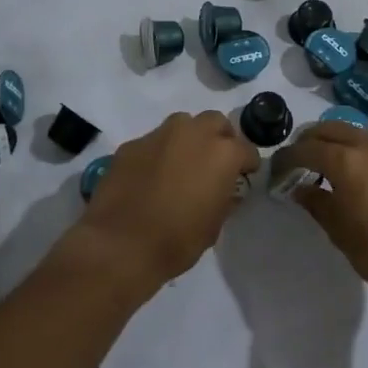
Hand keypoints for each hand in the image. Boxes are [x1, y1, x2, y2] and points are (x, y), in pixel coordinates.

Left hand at [75, 112, 257, 294]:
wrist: (120, 245)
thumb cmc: (177, 241)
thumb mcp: (214, 226)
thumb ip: (224, 198)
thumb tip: (225, 189)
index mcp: (222, 153)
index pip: (246, 150)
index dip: (247, 164)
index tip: (243, 177)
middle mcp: (193, 133)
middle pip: (216, 122)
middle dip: (219, 138)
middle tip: (214, 163)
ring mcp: (159, 135)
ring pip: (182, 124)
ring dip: (188, 139)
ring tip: (182, 164)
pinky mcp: (132, 144)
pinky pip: (153, 141)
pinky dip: (158, 152)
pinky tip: (151, 175)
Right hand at [271, 123, 367, 307]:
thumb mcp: (339, 232)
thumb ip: (316, 203)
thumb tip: (301, 189)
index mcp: (346, 161)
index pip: (306, 148)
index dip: (288, 157)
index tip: (279, 168)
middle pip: (333, 128)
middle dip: (313, 140)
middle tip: (304, 159)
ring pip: (364, 137)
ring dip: (346, 147)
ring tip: (341, 170)